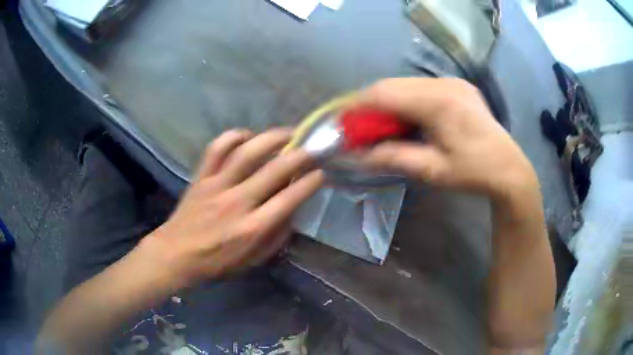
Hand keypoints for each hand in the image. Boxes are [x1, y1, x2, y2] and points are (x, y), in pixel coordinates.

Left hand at [143, 129, 323, 287]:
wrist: (176, 254)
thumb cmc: (217, 262)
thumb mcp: (253, 260)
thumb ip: (276, 237)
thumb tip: (292, 211)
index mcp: (253, 228)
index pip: (290, 198)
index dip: (310, 182)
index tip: (321, 173)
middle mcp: (237, 202)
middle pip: (274, 170)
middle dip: (300, 155)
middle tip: (312, 148)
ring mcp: (217, 185)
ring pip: (247, 152)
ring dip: (271, 138)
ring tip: (287, 133)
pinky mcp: (201, 177)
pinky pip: (216, 148)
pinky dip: (233, 136)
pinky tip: (247, 135)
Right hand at [359, 78, 538, 199]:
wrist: (508, 169)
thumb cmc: (473, 172)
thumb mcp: (432, 170)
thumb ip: (393, 158)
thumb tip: (358, 156)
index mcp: (439, 103)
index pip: (385, 94)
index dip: (358, 106)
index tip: (343, 122)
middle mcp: (444, 84)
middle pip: (393, 85)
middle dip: (370, 104)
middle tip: (360, 127)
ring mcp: (452, 82)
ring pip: (405, 84)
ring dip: (388, 102)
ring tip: (382, 125)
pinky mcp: (457, 85)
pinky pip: (421, 87)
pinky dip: (405, 100)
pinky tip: (406, 117)